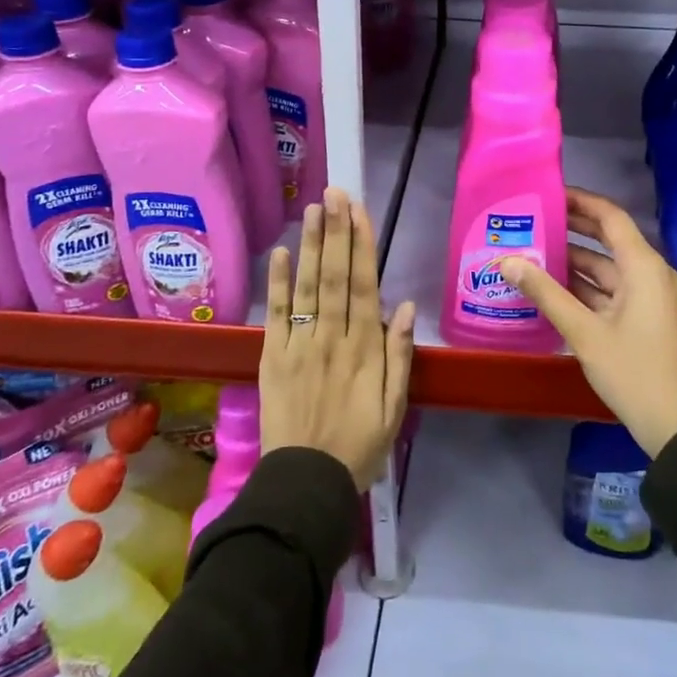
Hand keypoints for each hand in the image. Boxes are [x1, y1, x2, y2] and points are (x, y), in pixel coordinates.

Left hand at [259, 188, 416, 487]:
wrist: (306, 483)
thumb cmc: (359, 445)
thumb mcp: (394, 407)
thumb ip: (399, 355)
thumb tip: (404, 306)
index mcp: (365, 348)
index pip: (363, 285)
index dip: (361, 244)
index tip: (359, 211)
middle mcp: (332, 337)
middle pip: (334, 275)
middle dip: (335, 231)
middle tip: (334, 193)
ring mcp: (299, 345)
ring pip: (307, 287)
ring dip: (310, 245)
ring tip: (312, 209)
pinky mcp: (273, 357)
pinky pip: (276, 314)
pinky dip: (277, 283)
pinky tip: (279, 253)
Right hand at [499, 188, 676, 458]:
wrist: (675, 425)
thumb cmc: (633, 371)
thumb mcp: (584, 332)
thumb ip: (545, 293)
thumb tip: (507, 260)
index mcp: (643, 266)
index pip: (610, 217)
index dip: (580, 201)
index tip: (547, 193)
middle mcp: (648, 273)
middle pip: (607, 238)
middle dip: (571, 228)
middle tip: (532, 218)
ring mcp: (646, 296)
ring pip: (605, 267)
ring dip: (572, 260)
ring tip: (530, 250)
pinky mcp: (640, 317)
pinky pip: (608, 289)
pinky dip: (582, 286)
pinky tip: (548, 286)